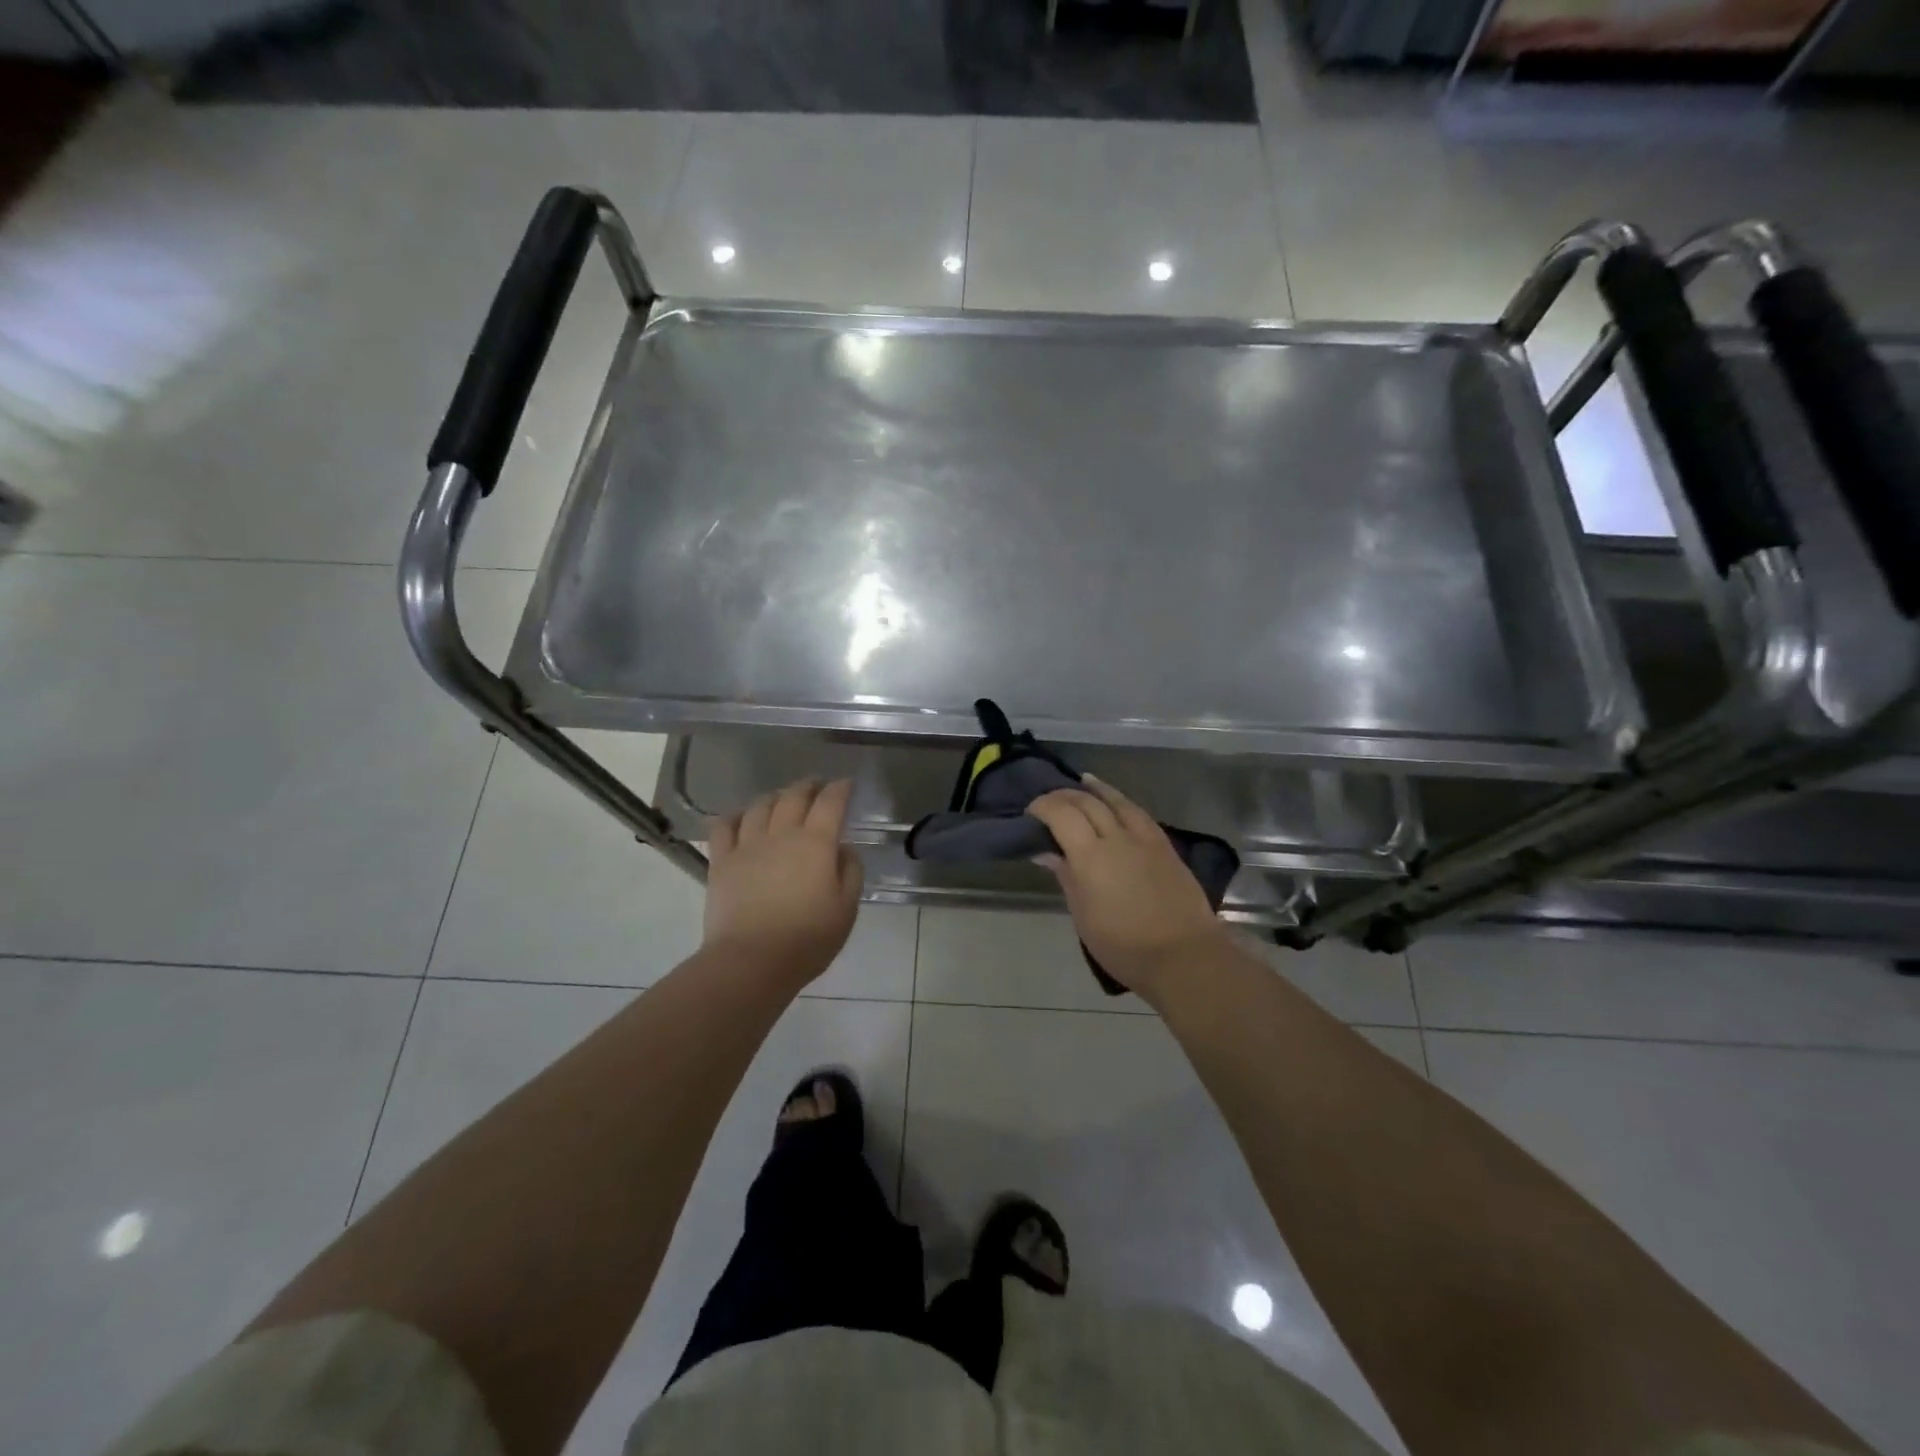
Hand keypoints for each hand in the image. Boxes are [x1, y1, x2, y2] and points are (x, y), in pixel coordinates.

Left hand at [705, 778, 863, 985]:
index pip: (831, 802)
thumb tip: (843, 848)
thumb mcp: (846, 909)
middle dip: (809, 786)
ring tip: (782, 799)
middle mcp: (781, 834)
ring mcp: (747, 845)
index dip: (840, 788)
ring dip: (775, 796)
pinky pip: (724, 827)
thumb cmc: (807, 939)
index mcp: (816, 843)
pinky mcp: (722, 861)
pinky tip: (740, 817)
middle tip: (817, 785)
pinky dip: (734, 816)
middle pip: (794, 796)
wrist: (752, 962)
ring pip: (760, 806)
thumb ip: (850, 872)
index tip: (847, 784)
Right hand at [1029, 776, 1228, 1001]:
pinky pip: (1138, 813)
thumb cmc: (1124, 945)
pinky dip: (1121, 801)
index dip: (1043, 806)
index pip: (1062, 815)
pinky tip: (1117, 803)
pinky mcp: (1165, 846)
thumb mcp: (1083, 915)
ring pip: (1117, 801)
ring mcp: (1145, 839)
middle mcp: (1117, 838)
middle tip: (1049, 801)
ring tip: (1083, 782)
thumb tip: (1047, 852)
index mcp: (1091, 856)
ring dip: (1096, 789)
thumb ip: (1066, 876)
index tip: (1031, 811)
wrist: (1183, 956)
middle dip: (1064, 796)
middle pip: (1087, 803)